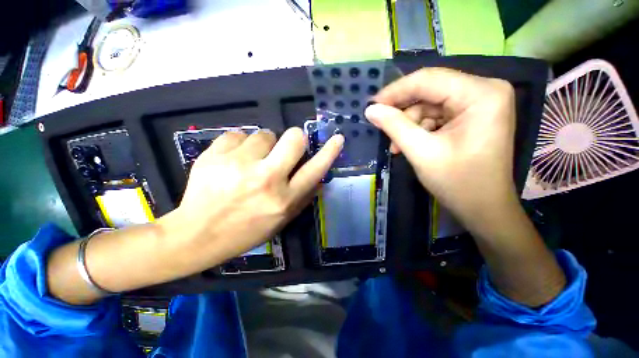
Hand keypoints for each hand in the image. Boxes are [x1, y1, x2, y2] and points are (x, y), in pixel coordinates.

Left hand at [161, 128, 343, 272]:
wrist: (196, 235)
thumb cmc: (245, 231)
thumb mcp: (281, 221)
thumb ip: (302, 198)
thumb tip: (318, 177)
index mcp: (284, 199)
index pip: (315, 169)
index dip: (329, 152)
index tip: (337, 139)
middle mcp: (266, 179)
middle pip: (293, 138)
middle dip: (294, 139)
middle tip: (283, 148)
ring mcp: (239, 165)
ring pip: (264, 134)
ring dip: (262, 145)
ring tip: (249, 162)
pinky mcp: (215, 155)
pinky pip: (238, 134)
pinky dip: (239, 145)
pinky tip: (230, 162)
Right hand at [364, 68, 518, 233]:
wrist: (484, 209)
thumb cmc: (458, 183)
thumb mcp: (421, 152)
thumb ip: (394, 126)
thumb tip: (370, 110)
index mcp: (481, 94)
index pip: (428, 79)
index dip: (395, 92)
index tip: (371, 106)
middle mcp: (484, 90)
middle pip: (430, 90)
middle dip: (402, 111)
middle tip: (381, 126)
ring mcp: (479, 103)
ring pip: (429, 104)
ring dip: (409, 124)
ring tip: (396, 146)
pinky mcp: (472, 115)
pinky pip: (436, 114)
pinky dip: (419, 129)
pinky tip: (408, 145)